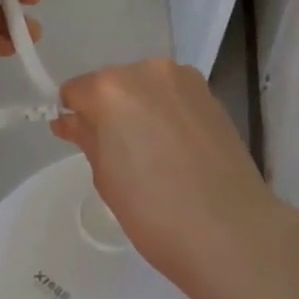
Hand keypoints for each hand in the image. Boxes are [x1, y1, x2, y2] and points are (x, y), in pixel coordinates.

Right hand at [52, 58, 280, 294]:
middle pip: (115, 83)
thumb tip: (69, 120)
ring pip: (147, 86)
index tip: (82, 142)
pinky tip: (180, 148)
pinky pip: (175, 95)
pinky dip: (169, 112)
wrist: (229, 228)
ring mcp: (183, 77)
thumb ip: (87, 137)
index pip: (77, 90)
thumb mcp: (107, 178)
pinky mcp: (209, 91)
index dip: (76, 115)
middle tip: (121, 154)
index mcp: (111, 89)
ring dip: (142, 108)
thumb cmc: (154, 212)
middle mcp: (146, 69)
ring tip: (155, 153)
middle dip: (111, 110)